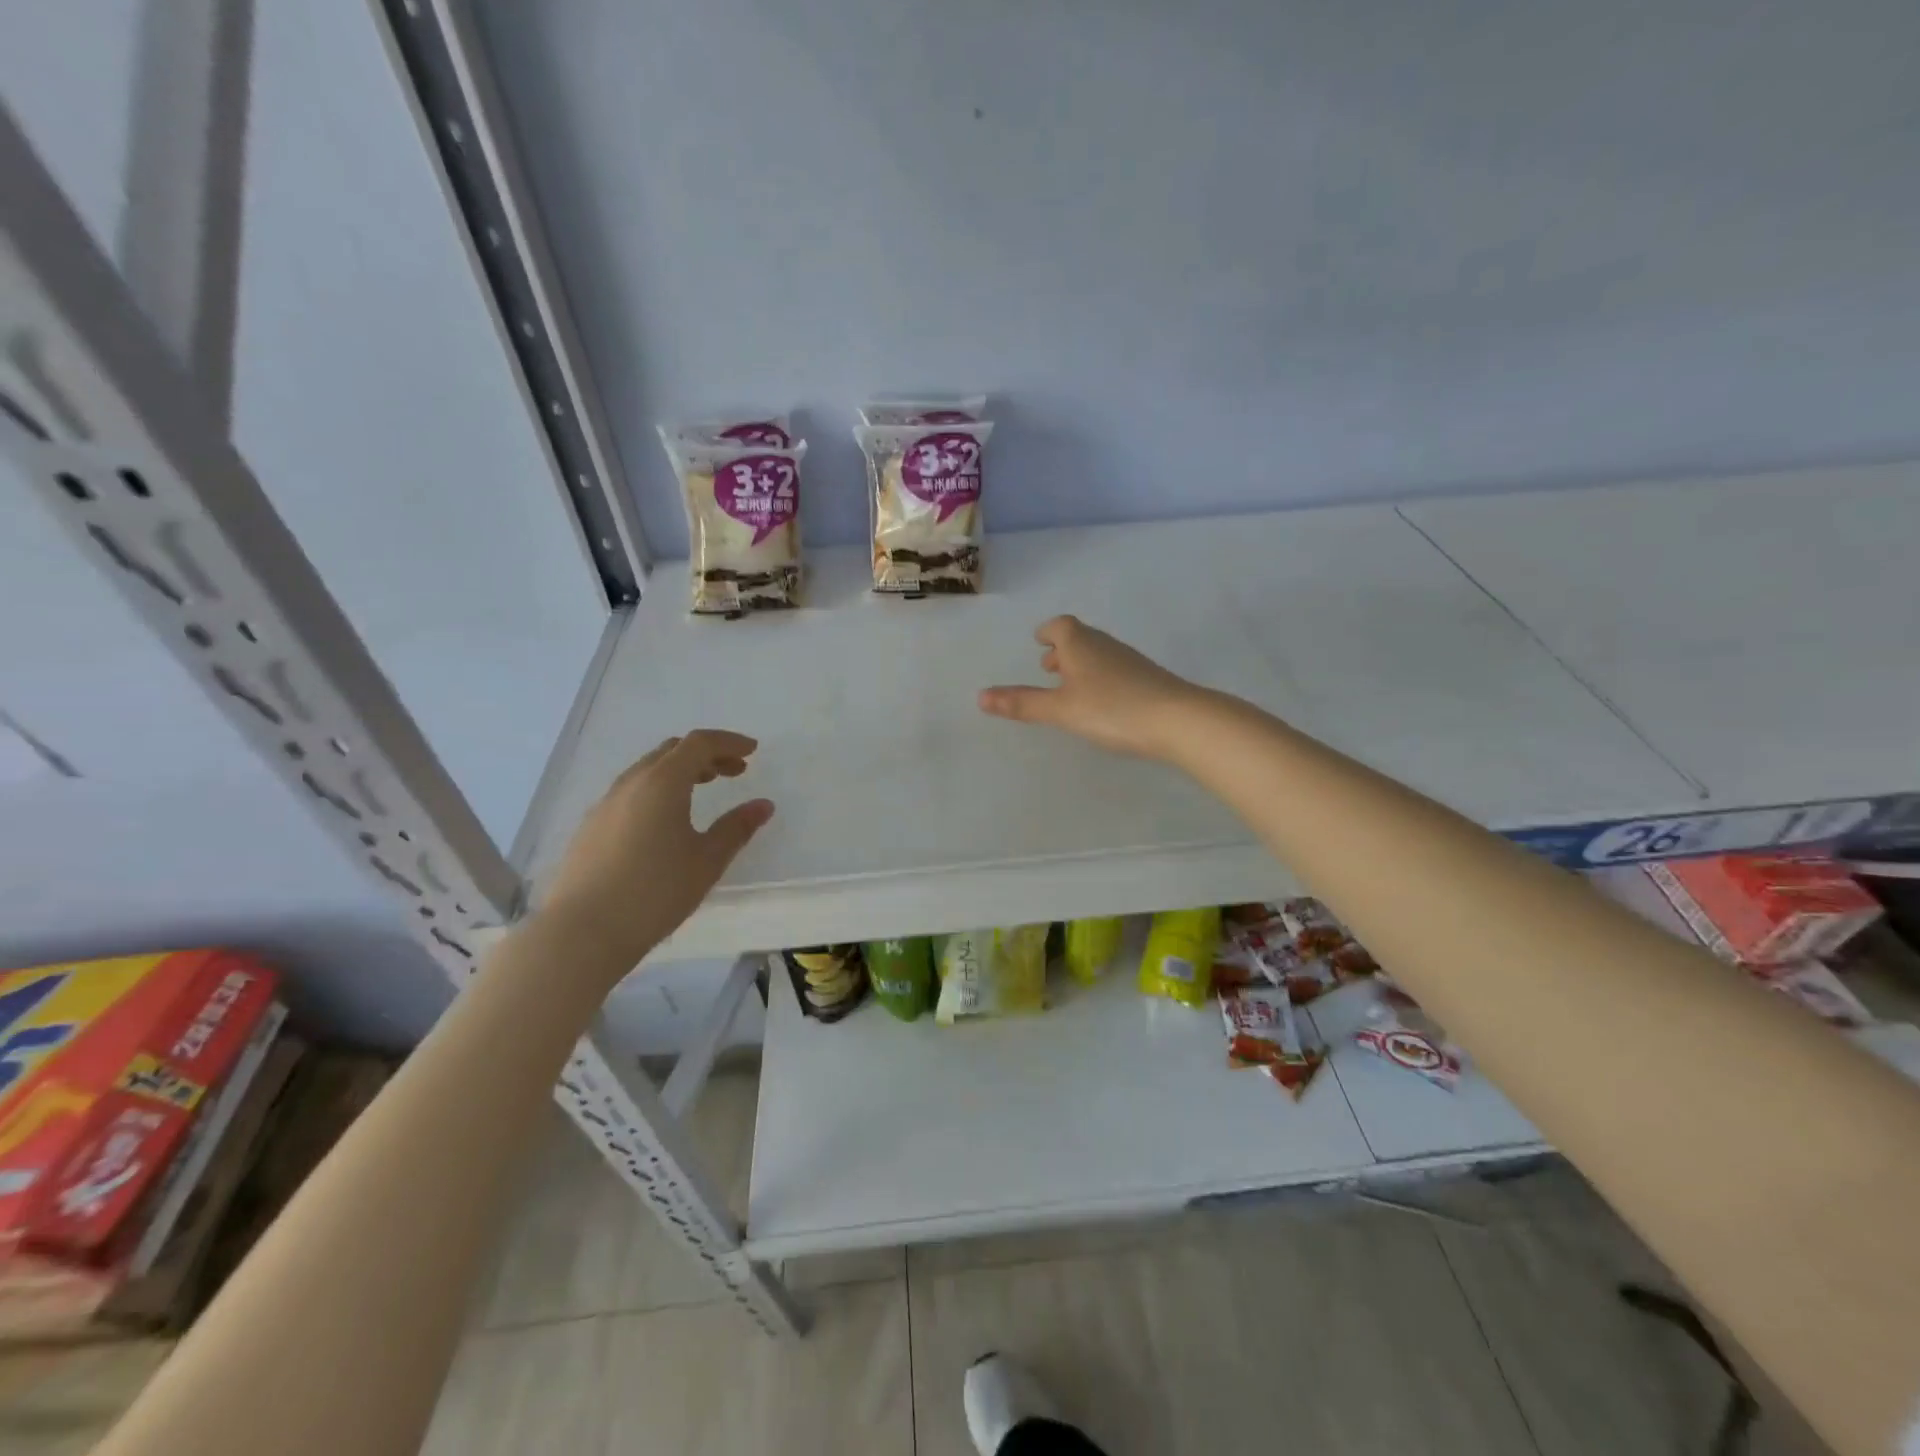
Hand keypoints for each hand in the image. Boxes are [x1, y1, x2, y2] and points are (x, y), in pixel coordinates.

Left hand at [538, 730, 773, 975]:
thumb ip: (737, 828)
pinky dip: (658, 789)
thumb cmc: (655, 892)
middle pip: (671, 751)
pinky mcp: (591, 827)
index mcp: (663, 782)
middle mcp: (631, 783)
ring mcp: (606, 804)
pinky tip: (665, 820)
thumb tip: (763, 805)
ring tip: (703, 790)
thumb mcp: (707, 861)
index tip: (752, 751)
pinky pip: (631, 791)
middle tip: (734, 772)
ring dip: (680, 771)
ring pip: (648, 770)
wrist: (582, 931)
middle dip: (706, 754)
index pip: (699, 743)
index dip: (729, 742)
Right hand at [978, 616, 1198, 759]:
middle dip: (1062, 650)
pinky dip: (1100, 678)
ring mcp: (1130, 661)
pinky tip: (1102, 702)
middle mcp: (1105, 645)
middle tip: (1048, 667)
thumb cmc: (1112, 709)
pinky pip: (1115, 670)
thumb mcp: (1061, 709)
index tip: (1039, 641)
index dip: (1048, 632)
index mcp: (1080, 645)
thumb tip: (980, 696)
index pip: (1060, 626)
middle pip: (1080, 638)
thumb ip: (1023, 703)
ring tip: (1070, 687)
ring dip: (1081, 665)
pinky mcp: (1148, 679)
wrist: (1179, 720)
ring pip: (1099, 654)